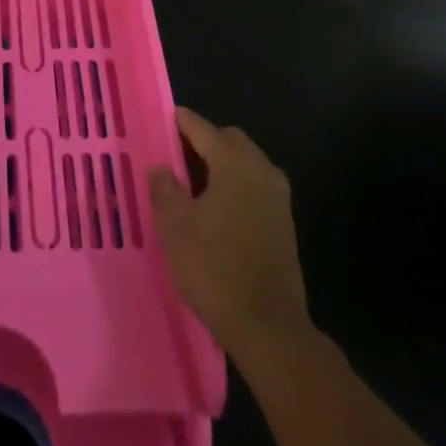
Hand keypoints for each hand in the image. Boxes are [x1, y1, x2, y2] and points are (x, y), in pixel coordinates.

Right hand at [149, 107, 308, 360]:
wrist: (268, 327)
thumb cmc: (215, 268)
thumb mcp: (175, 227)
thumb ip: (165, 189)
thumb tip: (161, 168)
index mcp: (235, 164)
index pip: (204, 129)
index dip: (182, 122)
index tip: (164, 118)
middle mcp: (262, 171)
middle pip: (230, 141)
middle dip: (205, 141)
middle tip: (176, 154)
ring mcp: (278, 198)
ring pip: (246, 164)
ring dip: (221, 165)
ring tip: (192, 182)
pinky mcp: (284, 224)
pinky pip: (255, 187)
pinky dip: (235, 185)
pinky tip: (215, 208)